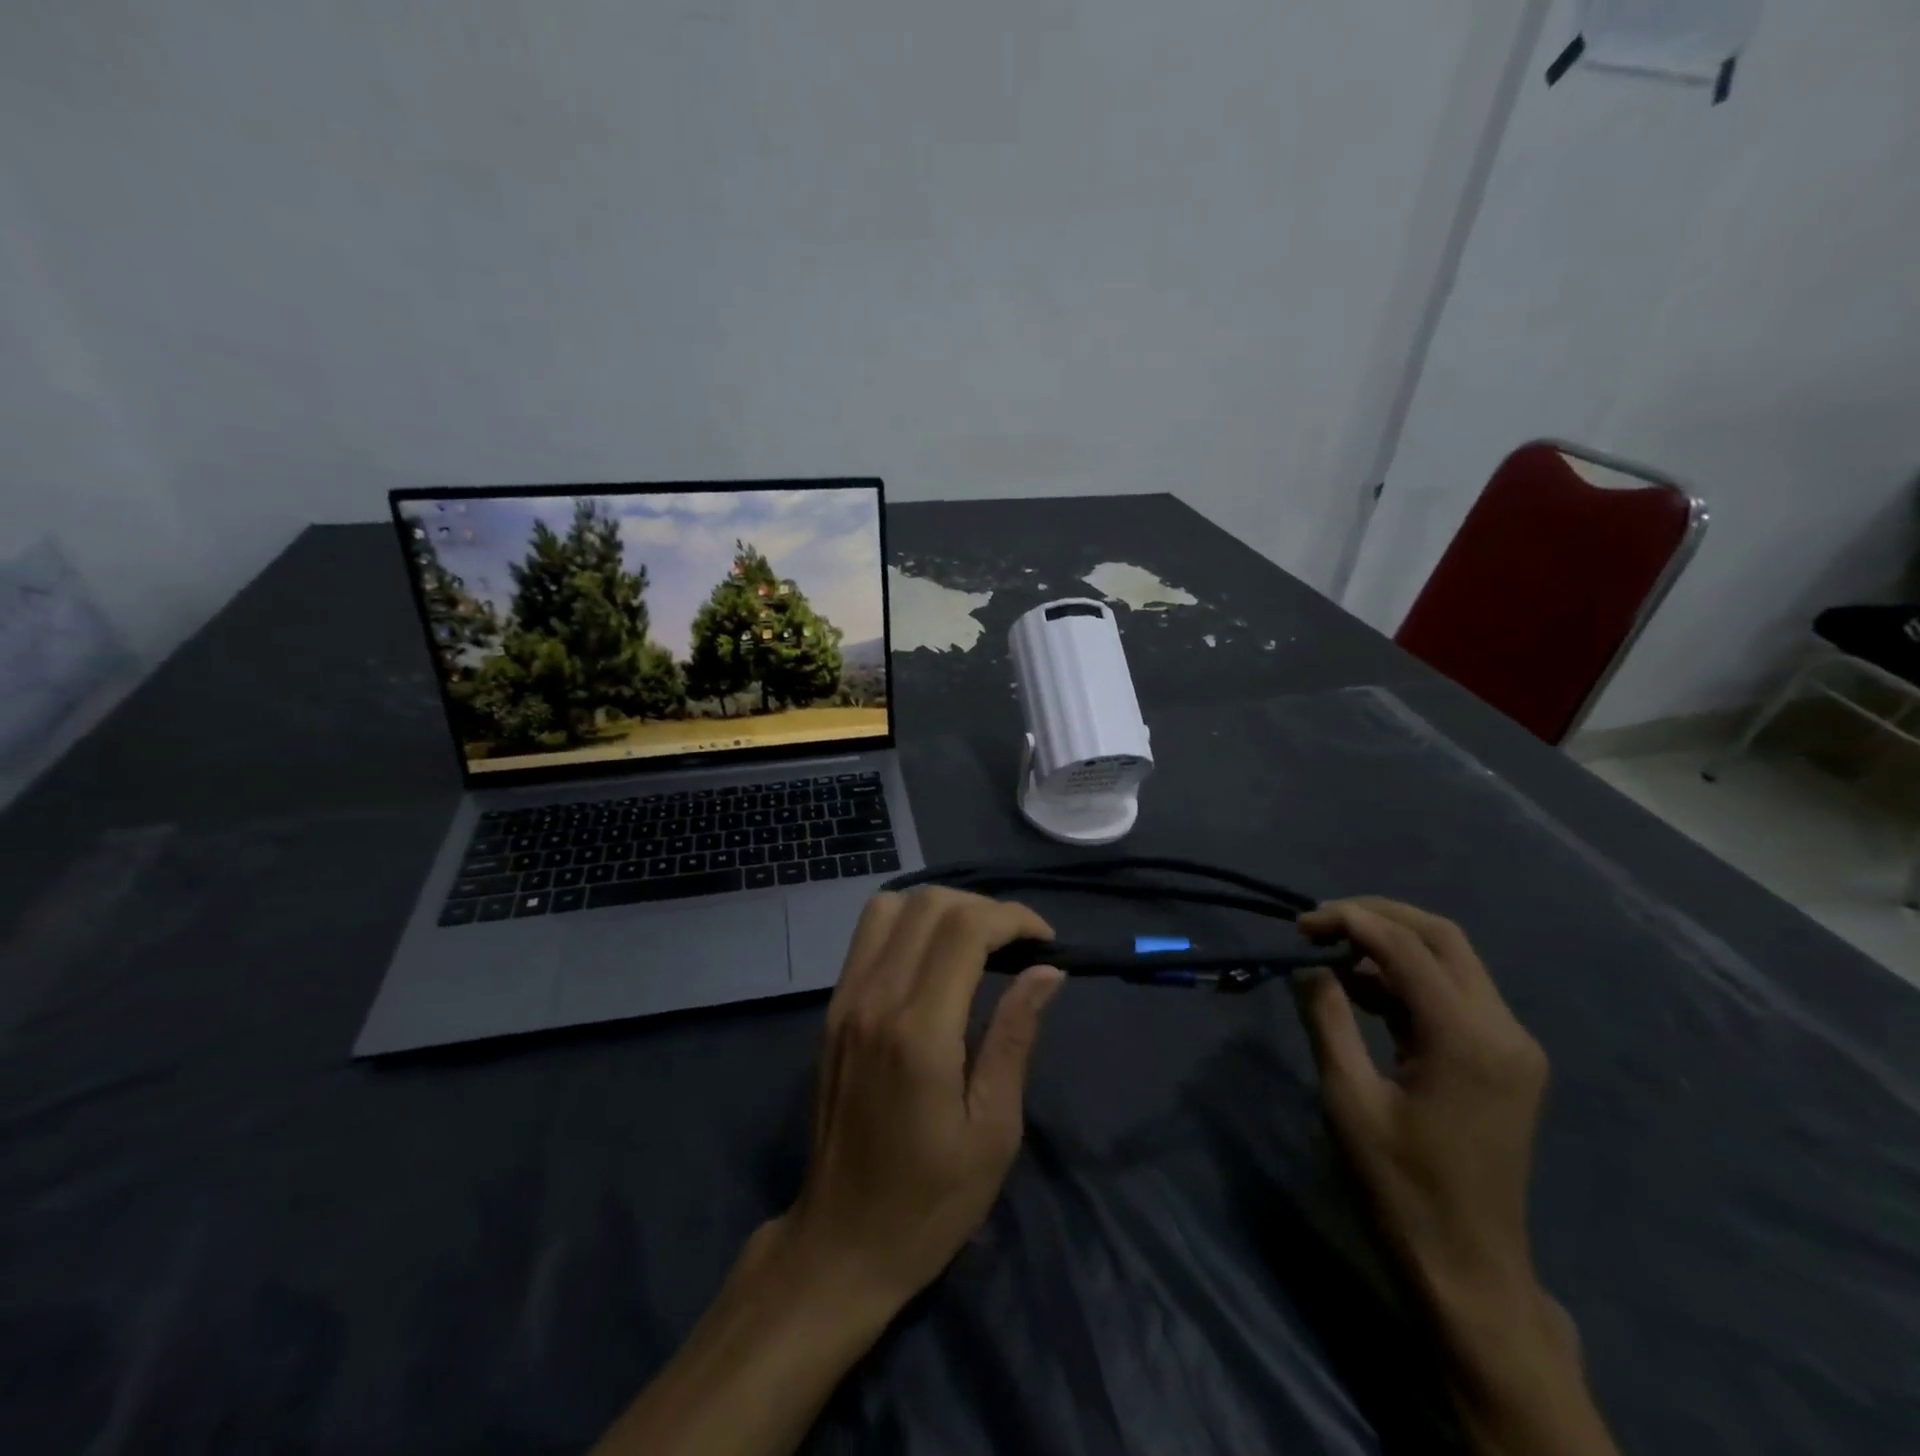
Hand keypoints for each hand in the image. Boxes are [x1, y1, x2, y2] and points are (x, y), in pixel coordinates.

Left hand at [593, 889, 1064, 1455]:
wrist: (842, 1241)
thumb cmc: (931, 1200)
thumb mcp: (994, 1129)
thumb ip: (1015, 1036)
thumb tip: (1047, 972)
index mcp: (919, 1032)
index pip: (965, 929)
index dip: (1013, 919)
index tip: (1045, 943)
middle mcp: (875, 999)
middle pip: (929, 904)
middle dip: (984, 909)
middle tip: (1018, 946)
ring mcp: (846, 999)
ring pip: (891, 907)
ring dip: (942, 908)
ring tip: (978, 943)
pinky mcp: (833, 1008)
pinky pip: (868, 934)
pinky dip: (909, 923)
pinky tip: (935, 957)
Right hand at [1294, 898, 1548, 1310]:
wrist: (1468, 1269)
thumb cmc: (1399, 1186)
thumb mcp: (1348, 1098)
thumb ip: (1327, 1019)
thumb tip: (1308, 966)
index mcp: (1467, 1039)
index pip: (1406, 947)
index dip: (1350, 921)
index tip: (1299, 924)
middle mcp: (1503, 1029)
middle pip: (1442, 937)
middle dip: (1377, 917)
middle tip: (1319, 924)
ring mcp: (1511, 1045)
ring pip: (1451, 961)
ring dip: (1392, 946)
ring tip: (1331, 955)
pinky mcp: (1504, 1060)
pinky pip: (1454, 995)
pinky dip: (1407, 979)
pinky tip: (1362, 990)